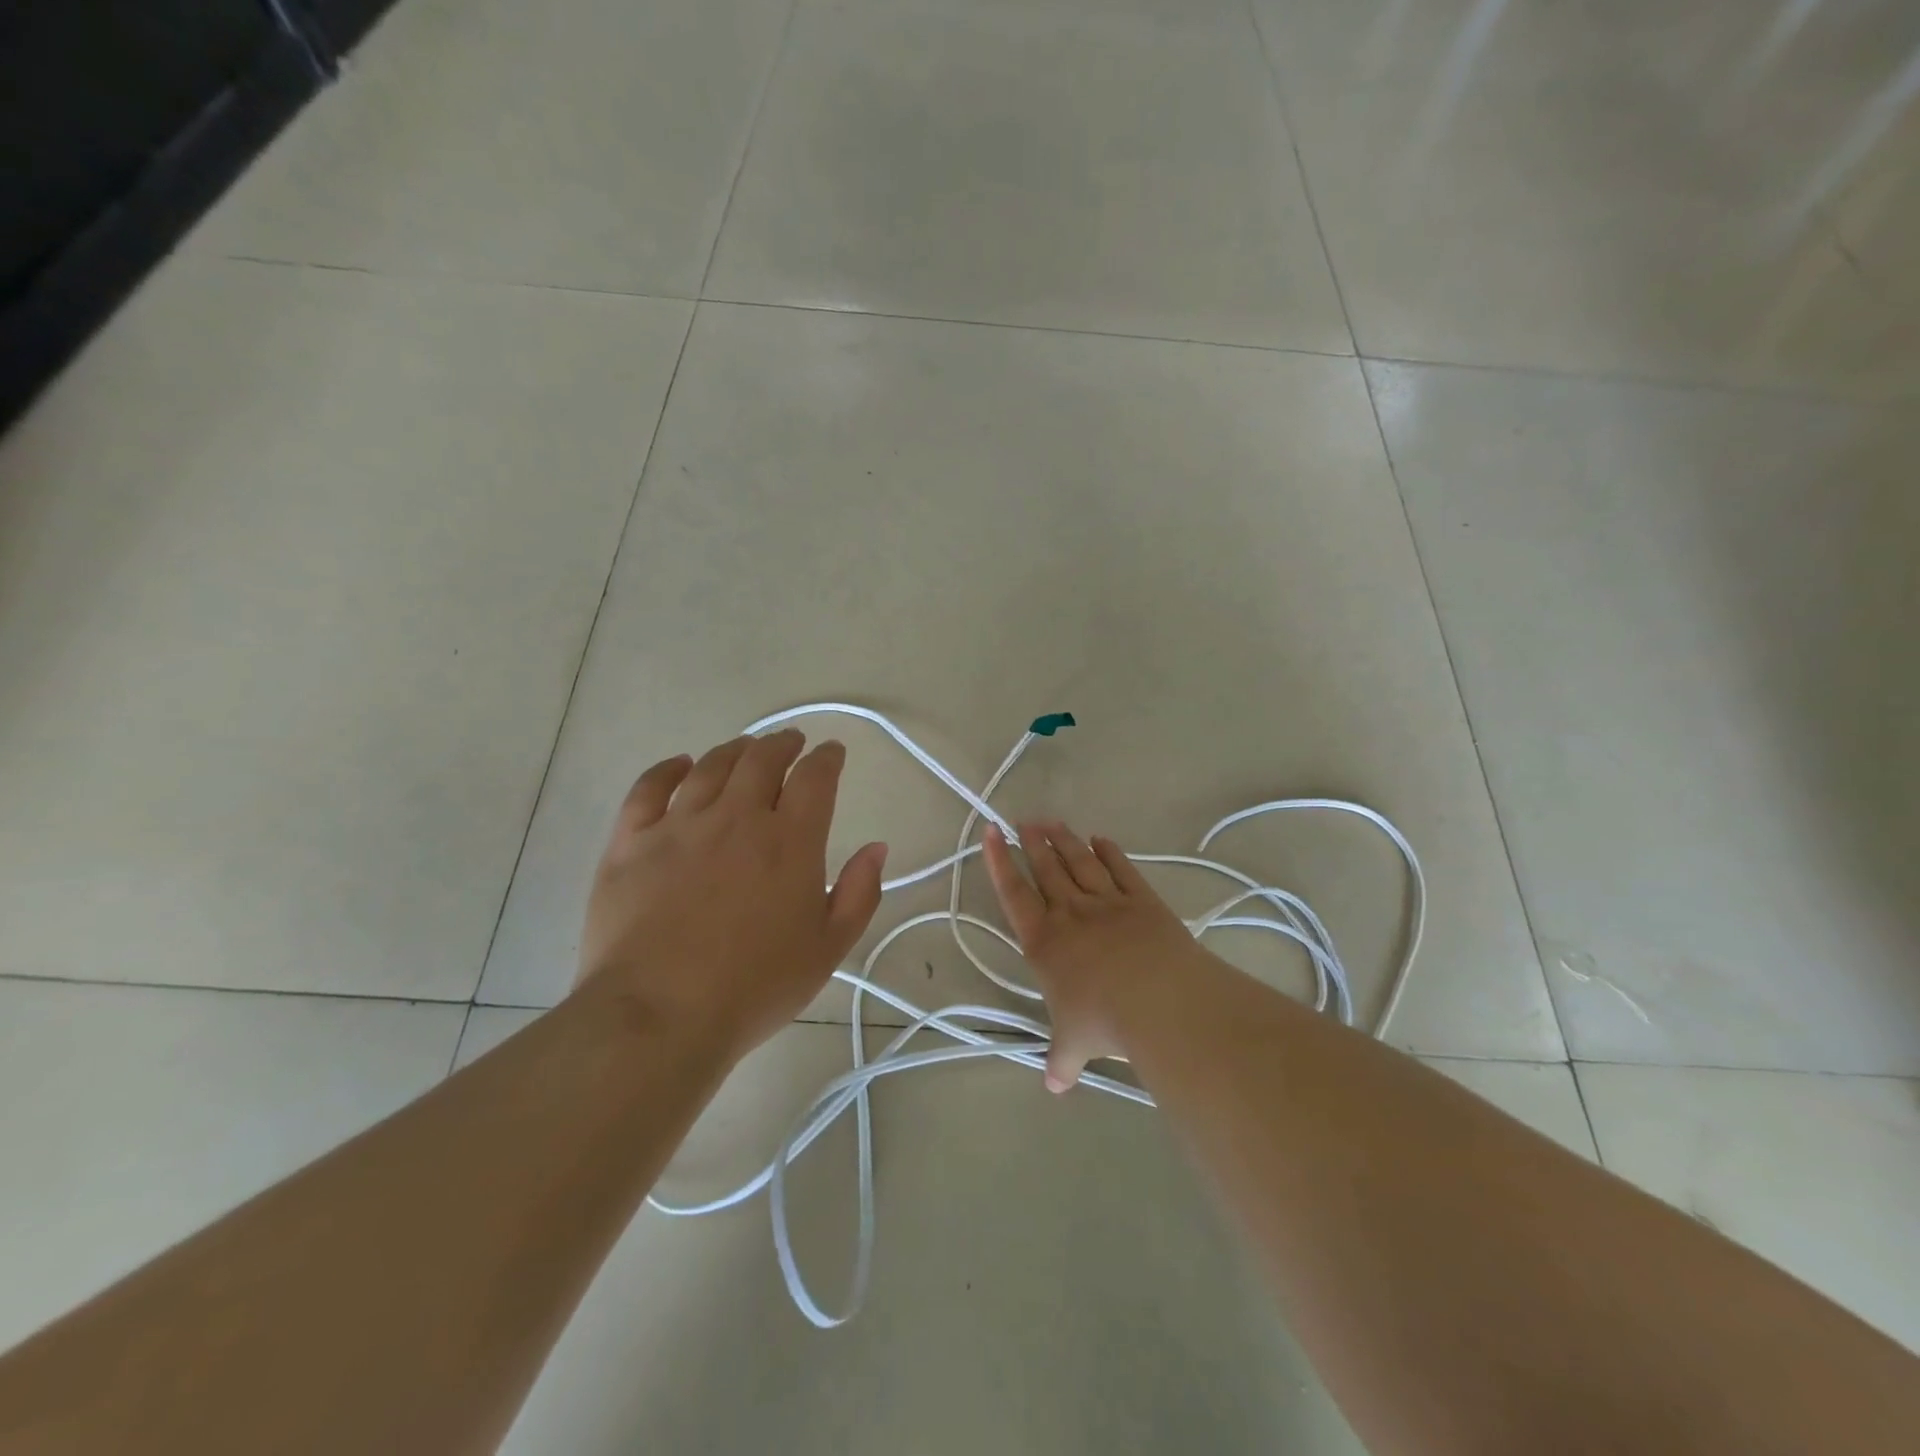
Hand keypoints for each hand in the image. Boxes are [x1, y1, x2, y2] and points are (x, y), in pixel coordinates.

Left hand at [576, 730, 887, 1061]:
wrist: (658, 1016)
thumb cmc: (754, 987)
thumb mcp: (828, 948)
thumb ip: (859, 893)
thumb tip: (876, 848)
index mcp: (789, 840)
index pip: (815, 778)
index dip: (827, 758)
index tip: (832, 753)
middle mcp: (736, 818)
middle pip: (762, 759)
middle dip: (782, 744)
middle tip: (790, 742)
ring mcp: (679, 825)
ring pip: (710, 766)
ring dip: (735, 750)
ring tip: (745, 748)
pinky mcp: (630, 842)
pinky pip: (648, 788)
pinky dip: (668, 768)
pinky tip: (680, 765)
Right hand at [982, 820, 1203, 1091]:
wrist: (1159, 998)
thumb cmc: (1104, 1020)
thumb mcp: (1075, 1045)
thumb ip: (1061, 1061)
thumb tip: (1053, 1087)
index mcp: (1044, 942)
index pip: (1014, 894)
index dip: (999, 862)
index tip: (991, 833)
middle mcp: (1071, 913)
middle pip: (1047, 869)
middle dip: (1032, 843)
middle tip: (1023, 821)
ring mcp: (1108, 902)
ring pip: (1080, 863)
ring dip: (1064, 841)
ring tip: (1052, 822)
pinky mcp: (1142, 900)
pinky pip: (1121, 869)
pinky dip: (1109, 853)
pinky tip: (1101, 839)